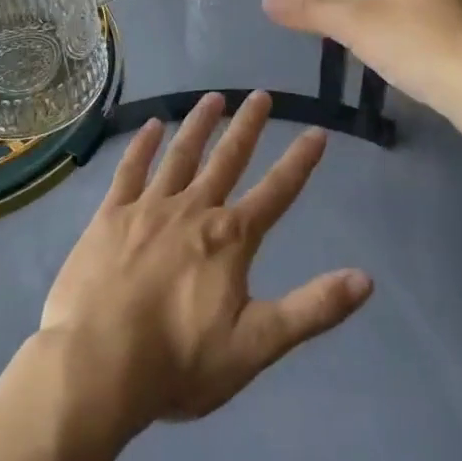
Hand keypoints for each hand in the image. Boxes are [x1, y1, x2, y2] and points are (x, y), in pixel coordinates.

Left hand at [40, 91, 372, 437]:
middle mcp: (193, 210)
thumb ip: (312, 309)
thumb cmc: (178, 362)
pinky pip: (129, 170)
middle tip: (261, 95)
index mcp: (230, 239)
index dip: (299, 162)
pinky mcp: (110, 215)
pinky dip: (142, 145)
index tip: (317, 132)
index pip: (276, 192)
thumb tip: (366, 279)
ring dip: (199, 124)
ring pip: (180, 154)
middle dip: (248, 126)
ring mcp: (148, 208)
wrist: (96, 365)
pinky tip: (151, 126)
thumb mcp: (256, 345)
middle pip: (227, 159)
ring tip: (213, 98)